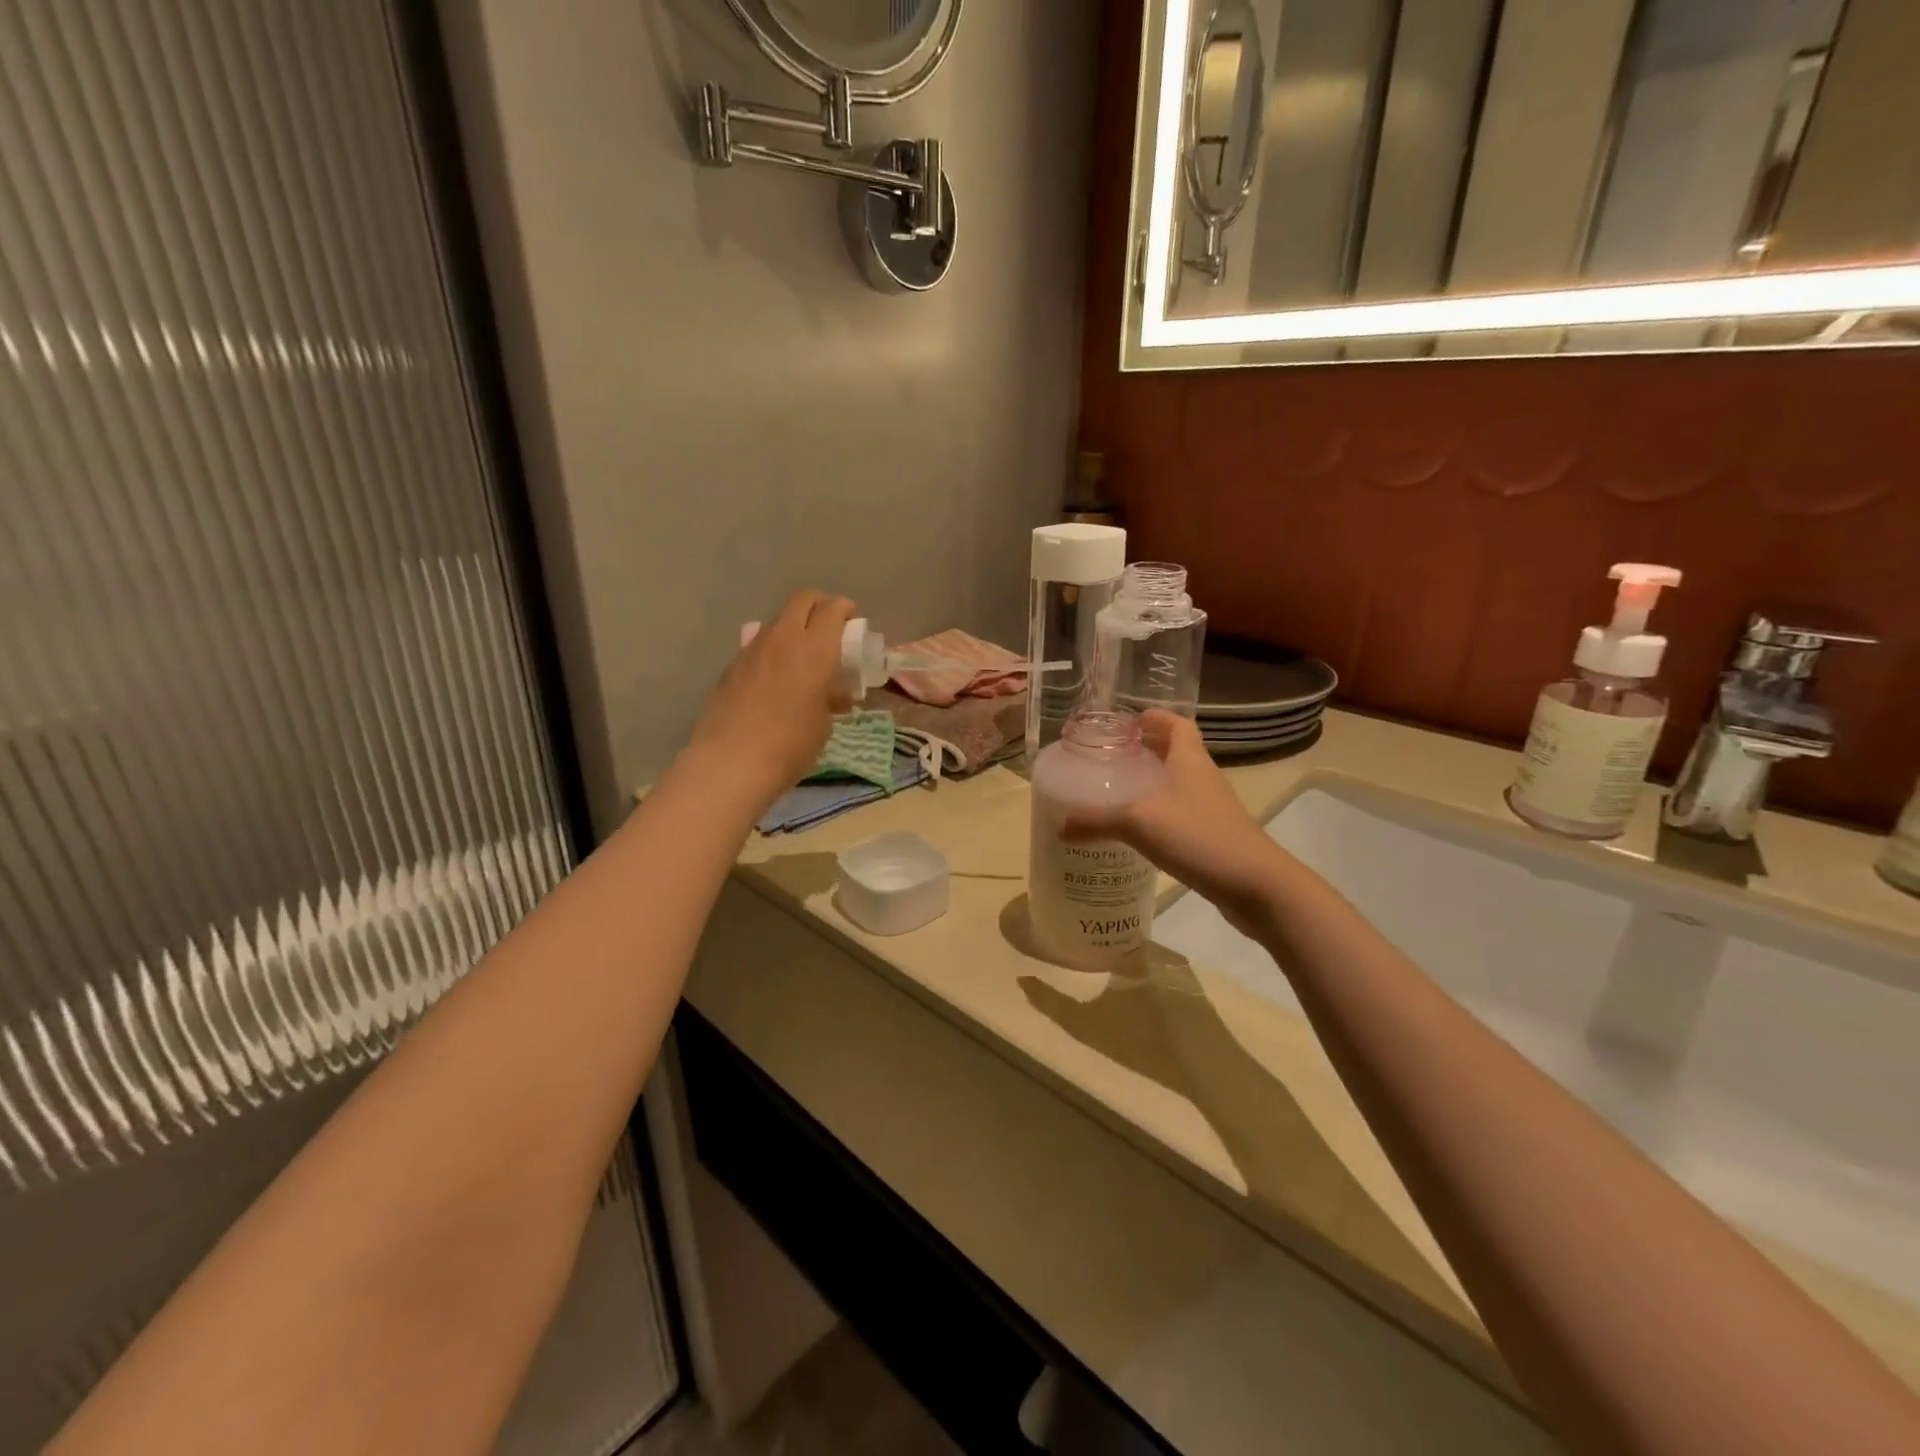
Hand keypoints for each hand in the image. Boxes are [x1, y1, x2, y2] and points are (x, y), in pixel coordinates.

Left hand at [685, 590, 856, 808]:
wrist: (732, 762)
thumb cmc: (791, 744)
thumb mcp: (824, 723)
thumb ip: (830, 697)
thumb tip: (833, 693)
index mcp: (815, 649)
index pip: (832, 609)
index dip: (844, 609)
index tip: (851, 619)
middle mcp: (783, 638)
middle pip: (802, 600)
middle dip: (818, 605)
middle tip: (828, 626)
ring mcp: (752, 649)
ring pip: (777, 621)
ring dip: (793, 628)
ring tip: (800, 657)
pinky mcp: (731, 666)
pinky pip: (757, 645)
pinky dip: (771, 651)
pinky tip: (773, 679)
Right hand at [1063, 710, 1289, 936]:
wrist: (1256, 885)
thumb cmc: (1198, 836)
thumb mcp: (1138, 823)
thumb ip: (1096, 821)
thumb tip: (1059, 825)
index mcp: (1189, 760)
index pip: (1177, 724)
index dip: (1155, 718)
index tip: (1127, 721)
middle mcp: (1203, 777)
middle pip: (1176, 752)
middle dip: (1147, 749)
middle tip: (1112, 756)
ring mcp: (1212, 808)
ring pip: (1179, 784)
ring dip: (1153, 782)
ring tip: (1118, 791)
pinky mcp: (1214, 835)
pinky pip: (1182, 813)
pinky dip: (1160, 813)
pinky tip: (1138, 831)